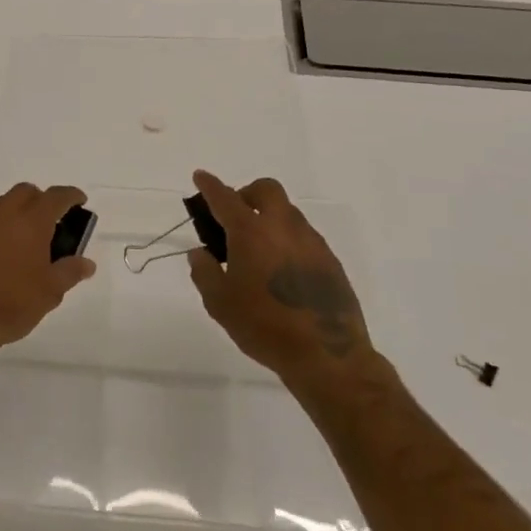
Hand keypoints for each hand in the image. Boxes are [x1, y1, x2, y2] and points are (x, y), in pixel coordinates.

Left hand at [0, 183, 95, 359]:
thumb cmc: (11, 305)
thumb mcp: (50, 292)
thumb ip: (70, 271)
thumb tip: (87, 263)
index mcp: (29, 222)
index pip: (56, 197)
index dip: (70, 196)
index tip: (78, 200)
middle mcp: (0, 214)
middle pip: (23, 193)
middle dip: (39, 200)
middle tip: (47, 223)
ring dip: (10, 217)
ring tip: (16, 245)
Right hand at [186, 170, 373, 380]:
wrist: (327, 355)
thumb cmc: (264, 327)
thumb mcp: (220, 303)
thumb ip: (204, 272)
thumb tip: (200, 253)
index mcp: (251, 232)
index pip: (225, 198)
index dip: (210, 185)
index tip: (200, 176)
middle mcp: (283, 227)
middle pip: (266, 190)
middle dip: (247, 193)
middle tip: (234, 218)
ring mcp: (311, 241)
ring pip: (287, 212)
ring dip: (269, 218)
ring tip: (257, 250)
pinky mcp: (330, 260)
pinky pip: (303, 236)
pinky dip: (287, 240)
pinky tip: (281, 270)